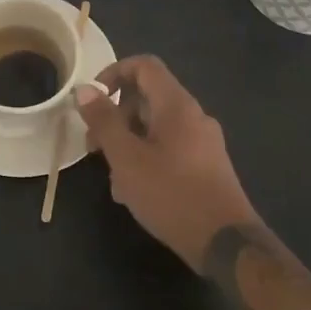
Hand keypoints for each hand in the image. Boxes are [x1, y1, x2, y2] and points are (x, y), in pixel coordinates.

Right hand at [75, 56, 258, 269]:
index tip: (93, 100)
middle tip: (94, 147)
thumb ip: (104, 121)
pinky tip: (135, 193)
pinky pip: (170, 149)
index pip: (145, 65)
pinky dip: (148, 159)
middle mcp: (194, 116)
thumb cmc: (171, 194)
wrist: (226, 244)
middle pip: (148, 98)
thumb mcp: (127, 158)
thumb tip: (84, 89)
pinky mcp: (207, 167)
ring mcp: (204, 142)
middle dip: (116, 117)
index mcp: (177, 105)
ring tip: (114, 180)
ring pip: (156, 128)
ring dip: (129, 144)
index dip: (114, 73)